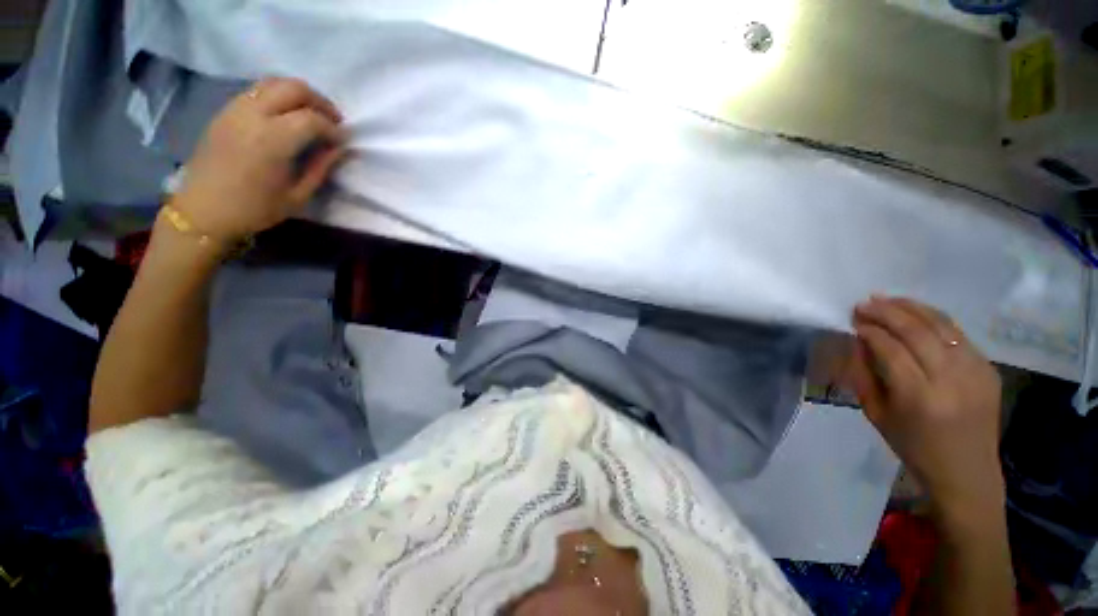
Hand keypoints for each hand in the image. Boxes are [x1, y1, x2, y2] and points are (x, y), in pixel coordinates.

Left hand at [171, 77, 346, 241]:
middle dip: (320, 102)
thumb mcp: (298, 196)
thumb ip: (321, 168)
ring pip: (274, 83)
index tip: (343, 141)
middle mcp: (253, 115)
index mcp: (273, 141)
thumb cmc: (255, 209)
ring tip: (311, 116)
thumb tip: (339, 149)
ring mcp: (235, 109)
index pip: (313, 119)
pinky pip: (257, 91)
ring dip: (298, 95)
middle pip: (293, 88)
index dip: (334, 128)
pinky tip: (285, 117)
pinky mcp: (225, 111)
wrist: (203, 210)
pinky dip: (278, 97)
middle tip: (332, 121)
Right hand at [849, 296, 1004, 522]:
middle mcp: (950, 380)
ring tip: (887, 299)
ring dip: (912, 308)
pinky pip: (958, 335)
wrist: (967, 471)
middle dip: (887, 312)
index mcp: (918, 397)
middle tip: (865, 303)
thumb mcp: (876, 414)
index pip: (890, 349)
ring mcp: (975, 372)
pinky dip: (935, 319)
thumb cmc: (913, 446)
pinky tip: (917, 314)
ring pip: (942, 326)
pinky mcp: (988, 369)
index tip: (853, 320)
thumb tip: (859, 341)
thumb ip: (864, 375)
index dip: (869, 330)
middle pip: (917, 331)